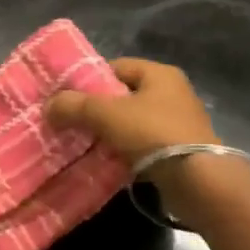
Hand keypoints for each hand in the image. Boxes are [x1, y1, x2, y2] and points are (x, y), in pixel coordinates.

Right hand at [47, 59, 230, 209]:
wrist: (200, 183)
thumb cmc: (153, 134)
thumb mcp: (106, 114)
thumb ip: (74, 106)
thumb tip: (49, 106)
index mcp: (159, 74)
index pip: (115, 67)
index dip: (89, 79)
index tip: (68, 96)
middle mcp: (173, 93)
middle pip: (123, 95)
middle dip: (97, 109)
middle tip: (71, 121)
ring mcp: (179, 124)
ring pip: (132, 122)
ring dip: (110, 133)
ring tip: (83, 143)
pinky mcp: (180, 152)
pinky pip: (143, 146)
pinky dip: (124, 151)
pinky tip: (106, 162)